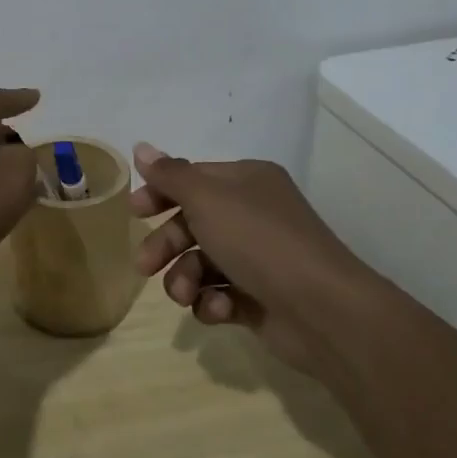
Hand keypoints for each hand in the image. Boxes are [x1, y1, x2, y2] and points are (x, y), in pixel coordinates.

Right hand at [130, 142, 372, 378]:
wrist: (322, 310)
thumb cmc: (259, 240)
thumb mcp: (206, 198)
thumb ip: (170, 175)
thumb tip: (141, 147)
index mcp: (246, 182)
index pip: (192, 179)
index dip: (160, 193)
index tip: (134, 212)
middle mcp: (253, 215)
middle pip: (192, 224)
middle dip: (166, 245)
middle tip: (144, 266)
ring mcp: (258, 259)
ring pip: (201, 263)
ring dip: (184, 279)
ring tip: (185, 295)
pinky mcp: (260, 299)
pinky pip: (220, 295)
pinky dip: (212, 302)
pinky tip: (218, 309)